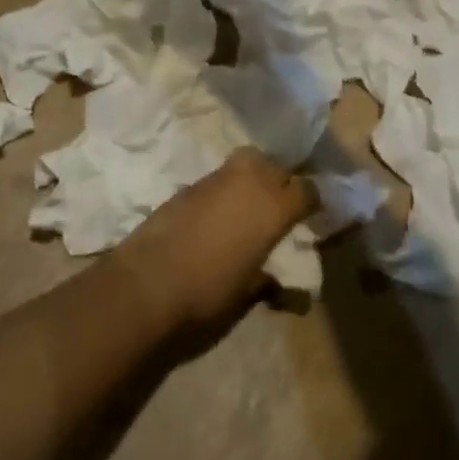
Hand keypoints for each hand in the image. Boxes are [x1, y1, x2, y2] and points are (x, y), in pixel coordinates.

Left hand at [113, 150, 313, 334]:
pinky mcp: (187, 186)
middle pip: (276, 166)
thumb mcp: (246, 295)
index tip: (313, 214)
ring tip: (247, 207)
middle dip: (281, 181)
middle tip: (279, 207)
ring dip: (252, 180)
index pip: (308, 190)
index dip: (313, 201)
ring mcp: (215, 180)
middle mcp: (249, 182)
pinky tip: (216, 216)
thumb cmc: (207, 294)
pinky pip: (217, 180)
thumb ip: (265, 281)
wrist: (145, 285)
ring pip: (245, 164)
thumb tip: (274, 282)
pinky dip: (223, 191)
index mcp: (274, 207)